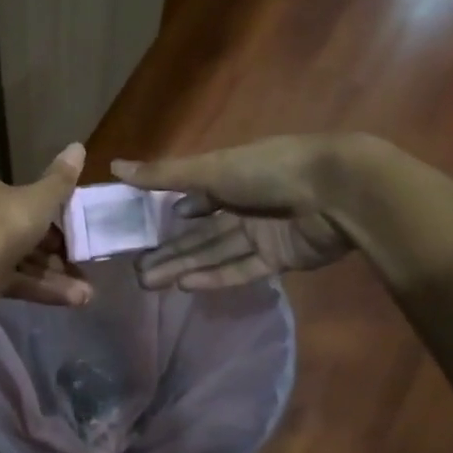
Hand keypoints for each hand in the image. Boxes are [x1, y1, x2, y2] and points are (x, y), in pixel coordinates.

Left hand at [0, 144, 92, 305]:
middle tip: (76, 259)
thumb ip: (60, 178)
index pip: (6, 192)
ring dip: (50, 275)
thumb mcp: (40, 198)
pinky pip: (7, 280)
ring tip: (85, 292)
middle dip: (50, 251)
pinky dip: (37, 288)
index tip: (65, 224)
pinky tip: (71, 300)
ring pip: (12, 259)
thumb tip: (78, 146)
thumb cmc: (3, 220)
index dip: (40, 208)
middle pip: (11, 229)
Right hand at [111, 135, 369, 289]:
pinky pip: (241, 269)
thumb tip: (114, 165)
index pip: (191, 199)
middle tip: (136, 272)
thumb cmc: (269, 170)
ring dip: (184, 267)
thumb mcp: (210, 169)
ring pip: (215, 253)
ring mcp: (262, 232)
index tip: (138, 234)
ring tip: (148, 283)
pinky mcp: (279, 257)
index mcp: (229, 177)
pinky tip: (186, 286)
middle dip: (169, 252)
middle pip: (199, 233)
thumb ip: (163, 175)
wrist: (338, 191)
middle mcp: (243, 205)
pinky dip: (215, 277)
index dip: (166, 216)